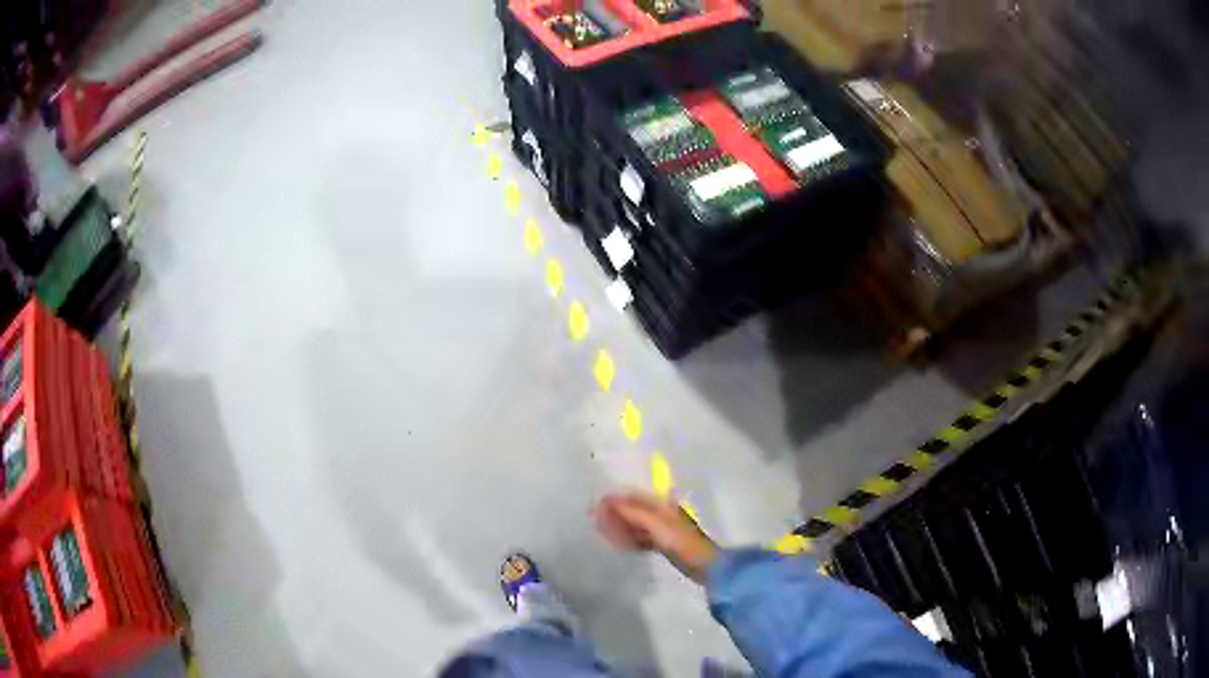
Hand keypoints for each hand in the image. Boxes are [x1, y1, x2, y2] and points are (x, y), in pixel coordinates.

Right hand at [594, 492, 718, 583]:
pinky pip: (641, 539)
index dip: (614, 500)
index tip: (594, 507)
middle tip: (594, 522)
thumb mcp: (655, 524)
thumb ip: (632, 512)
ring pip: (636, 526)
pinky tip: (618, 545)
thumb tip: (607, 499)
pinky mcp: (663, 545)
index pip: (634, 496)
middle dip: (614, 514)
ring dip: (620, 528)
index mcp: (663, 504)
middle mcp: (662, 513)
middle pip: (633, 510)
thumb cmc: (681, 541)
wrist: (704, 565)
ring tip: (602, 533)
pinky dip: (629, 540)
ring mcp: (663, 530)